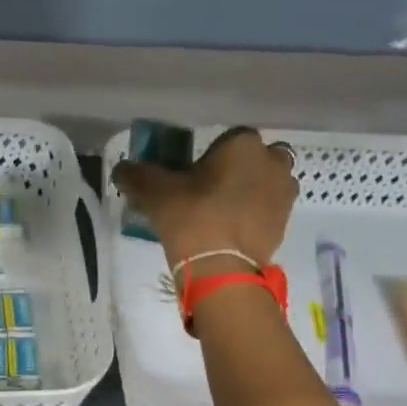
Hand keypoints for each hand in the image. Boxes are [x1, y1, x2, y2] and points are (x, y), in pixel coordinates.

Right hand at [112, 126, 298, 270]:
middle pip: (252, 158)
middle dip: (236, 169)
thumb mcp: (153, 192)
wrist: (221, 267)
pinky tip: (230, 229)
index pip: (225, 138)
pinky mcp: (285, 222)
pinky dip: (254, 213)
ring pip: (265, 182)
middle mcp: (272, 161)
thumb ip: (135, 175)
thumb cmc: (191, 216)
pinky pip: (268, 208)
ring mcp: (284, 192)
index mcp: (242, 144)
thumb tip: (121, 169)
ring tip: (221, 211)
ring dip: (249, 190)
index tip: (190, 174)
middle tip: (208, 190)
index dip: (207, 155)